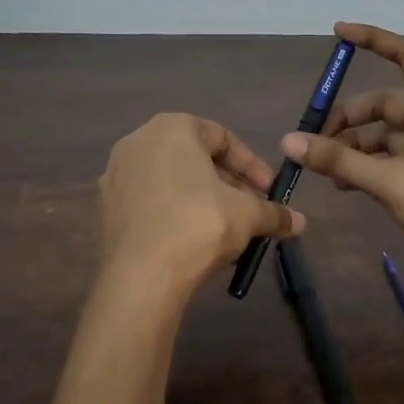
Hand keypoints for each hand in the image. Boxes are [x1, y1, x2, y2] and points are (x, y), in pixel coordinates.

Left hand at [98, 113, 304, 295]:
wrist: (142, 276)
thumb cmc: (199, 225)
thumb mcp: (248, 216)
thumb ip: (274, 213)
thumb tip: (299, 222)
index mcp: (172, 127)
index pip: (223, 137)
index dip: (252, 167)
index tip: (269, 192)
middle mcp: (137, 142)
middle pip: (194, 159)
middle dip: (227, 185)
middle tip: (250, 212)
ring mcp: (115, 176)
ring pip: (171, 182)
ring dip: (202, 201)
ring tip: (226, 231)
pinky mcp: (104, 209)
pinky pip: (149, 204)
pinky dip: (173, 215)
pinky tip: (193, 243)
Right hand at [280, 22, 403, 324]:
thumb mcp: (388, 180)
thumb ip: (338, 159)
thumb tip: (289, 141)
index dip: (374, 40)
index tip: (338, 33)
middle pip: (384, 104)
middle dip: (347, 119)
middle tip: (312, 140)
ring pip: (383, 136)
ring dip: (352, 148)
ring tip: (323, 170)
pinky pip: (388, 161)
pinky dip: (364, 167)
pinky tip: (342, 185)